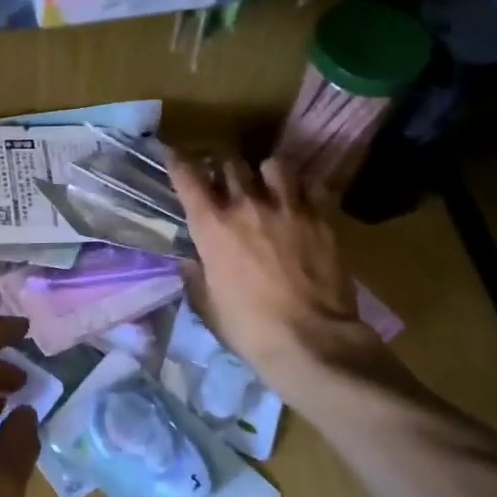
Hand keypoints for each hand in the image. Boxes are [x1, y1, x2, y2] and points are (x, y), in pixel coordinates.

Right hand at [168, 154, 391, 395]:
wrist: (312, 341)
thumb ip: (196, 275)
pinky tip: (301, 201)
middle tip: (226, 179)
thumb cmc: (249, 328)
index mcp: (212, 226)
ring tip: (269, 185)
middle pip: (231, 163)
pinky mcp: (321, 218)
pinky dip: (303, 188)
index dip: (178, 162)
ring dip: (267, 173)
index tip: (174, 155)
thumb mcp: (208, 305)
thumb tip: (191, 259)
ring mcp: (288, 208)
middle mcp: (246, 206)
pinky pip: (311, 185)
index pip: (188, 178)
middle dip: (224, 168)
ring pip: (274, 165)